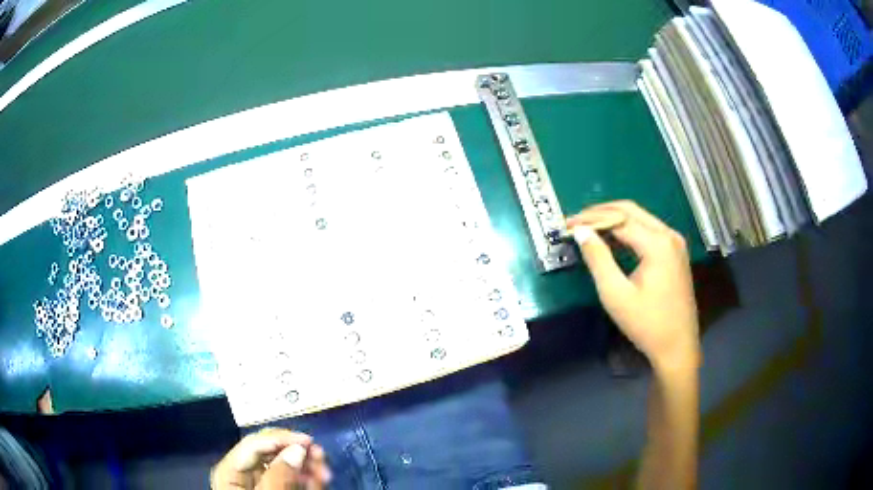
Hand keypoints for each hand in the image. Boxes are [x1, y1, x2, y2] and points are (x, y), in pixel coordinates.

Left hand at [211, 428, 331, 488]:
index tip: (310, 441)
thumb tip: (298, 450)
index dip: (281, 438)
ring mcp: (259, 483)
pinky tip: (319, 480)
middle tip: (321, 457)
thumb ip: (278, 477)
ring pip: (284, 465)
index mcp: (231, 471)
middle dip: (296, 452)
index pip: (253, 444)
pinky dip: (306, 479)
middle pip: (269, 452)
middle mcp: (243, 473)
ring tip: (325, 472)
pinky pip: (291, 480)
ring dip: (306, 465)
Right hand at [567, 201, 700, 371]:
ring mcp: (675, 243)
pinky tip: (613, 241)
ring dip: (615, 220)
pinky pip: (649, 231)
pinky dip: (629, 231)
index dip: (591, 219)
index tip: (568, 224)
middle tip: (577, 222)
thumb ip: (598, 259)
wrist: (678, 347)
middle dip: (601, 213)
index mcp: (657, 243)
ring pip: (641, 218)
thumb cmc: (646, 324)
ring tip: (590, 229)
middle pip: (631, 211)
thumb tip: (581, 231)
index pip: (618, 219)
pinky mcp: (676, 253)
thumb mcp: (616, 294)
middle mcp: (669, 235)